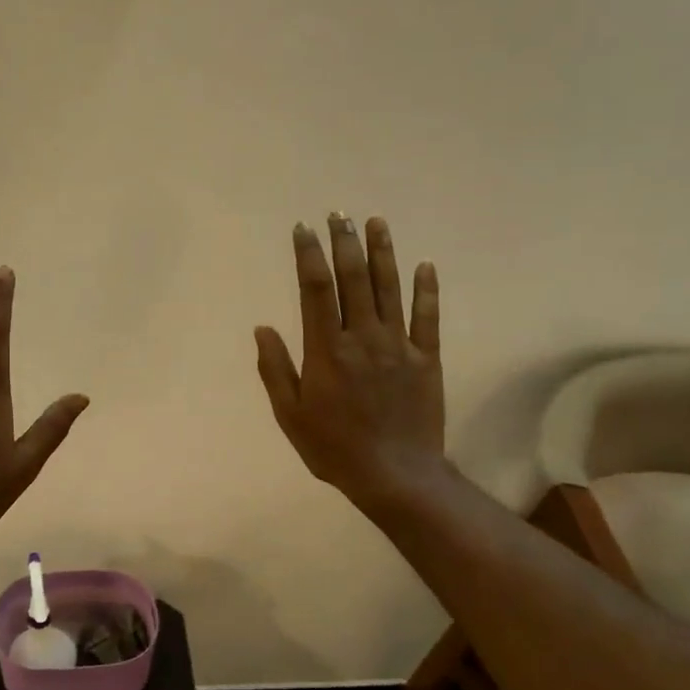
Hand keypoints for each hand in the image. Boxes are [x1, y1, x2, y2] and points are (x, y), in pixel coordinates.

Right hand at [254, 215, 446, 512]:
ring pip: (389, 289)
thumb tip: (262, 328)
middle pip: (353, 279)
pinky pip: (427, 317)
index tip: (303, 229)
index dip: (308, 255)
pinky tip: (425, 265)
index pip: (315, 290)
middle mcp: (362, 337)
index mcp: (327, 350)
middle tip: (338, 213)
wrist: (396, 476)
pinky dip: (426, 290)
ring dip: (382, 253)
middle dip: (344, 243)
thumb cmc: (334, 447)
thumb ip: (275, 369)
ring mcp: (398, 345)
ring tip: (376, 222)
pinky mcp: (426, 358)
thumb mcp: (290, 414)